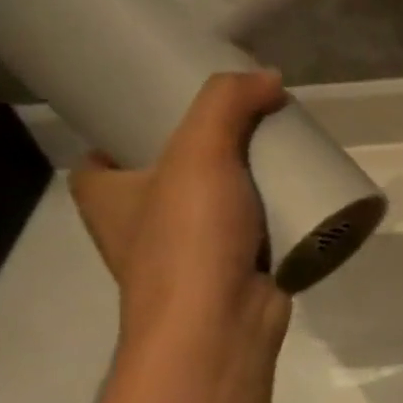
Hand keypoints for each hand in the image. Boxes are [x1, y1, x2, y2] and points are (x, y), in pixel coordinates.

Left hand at [68, 71, 291, 353]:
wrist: (219, 325)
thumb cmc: (188, 239)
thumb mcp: (199, 153)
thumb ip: (227, 104)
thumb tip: (268, 77)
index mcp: (104, 195)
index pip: (109, 147)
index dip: (139, 122)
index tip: (182, 103)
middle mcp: (137, 223)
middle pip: (173, 169)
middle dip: (211, 147)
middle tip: (249, 120)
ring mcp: (185, 251)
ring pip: (216, 199)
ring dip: (246, 180)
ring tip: (282, 150)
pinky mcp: (228, 270)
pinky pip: (249, 228)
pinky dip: (269, 212)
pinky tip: (297, 194)